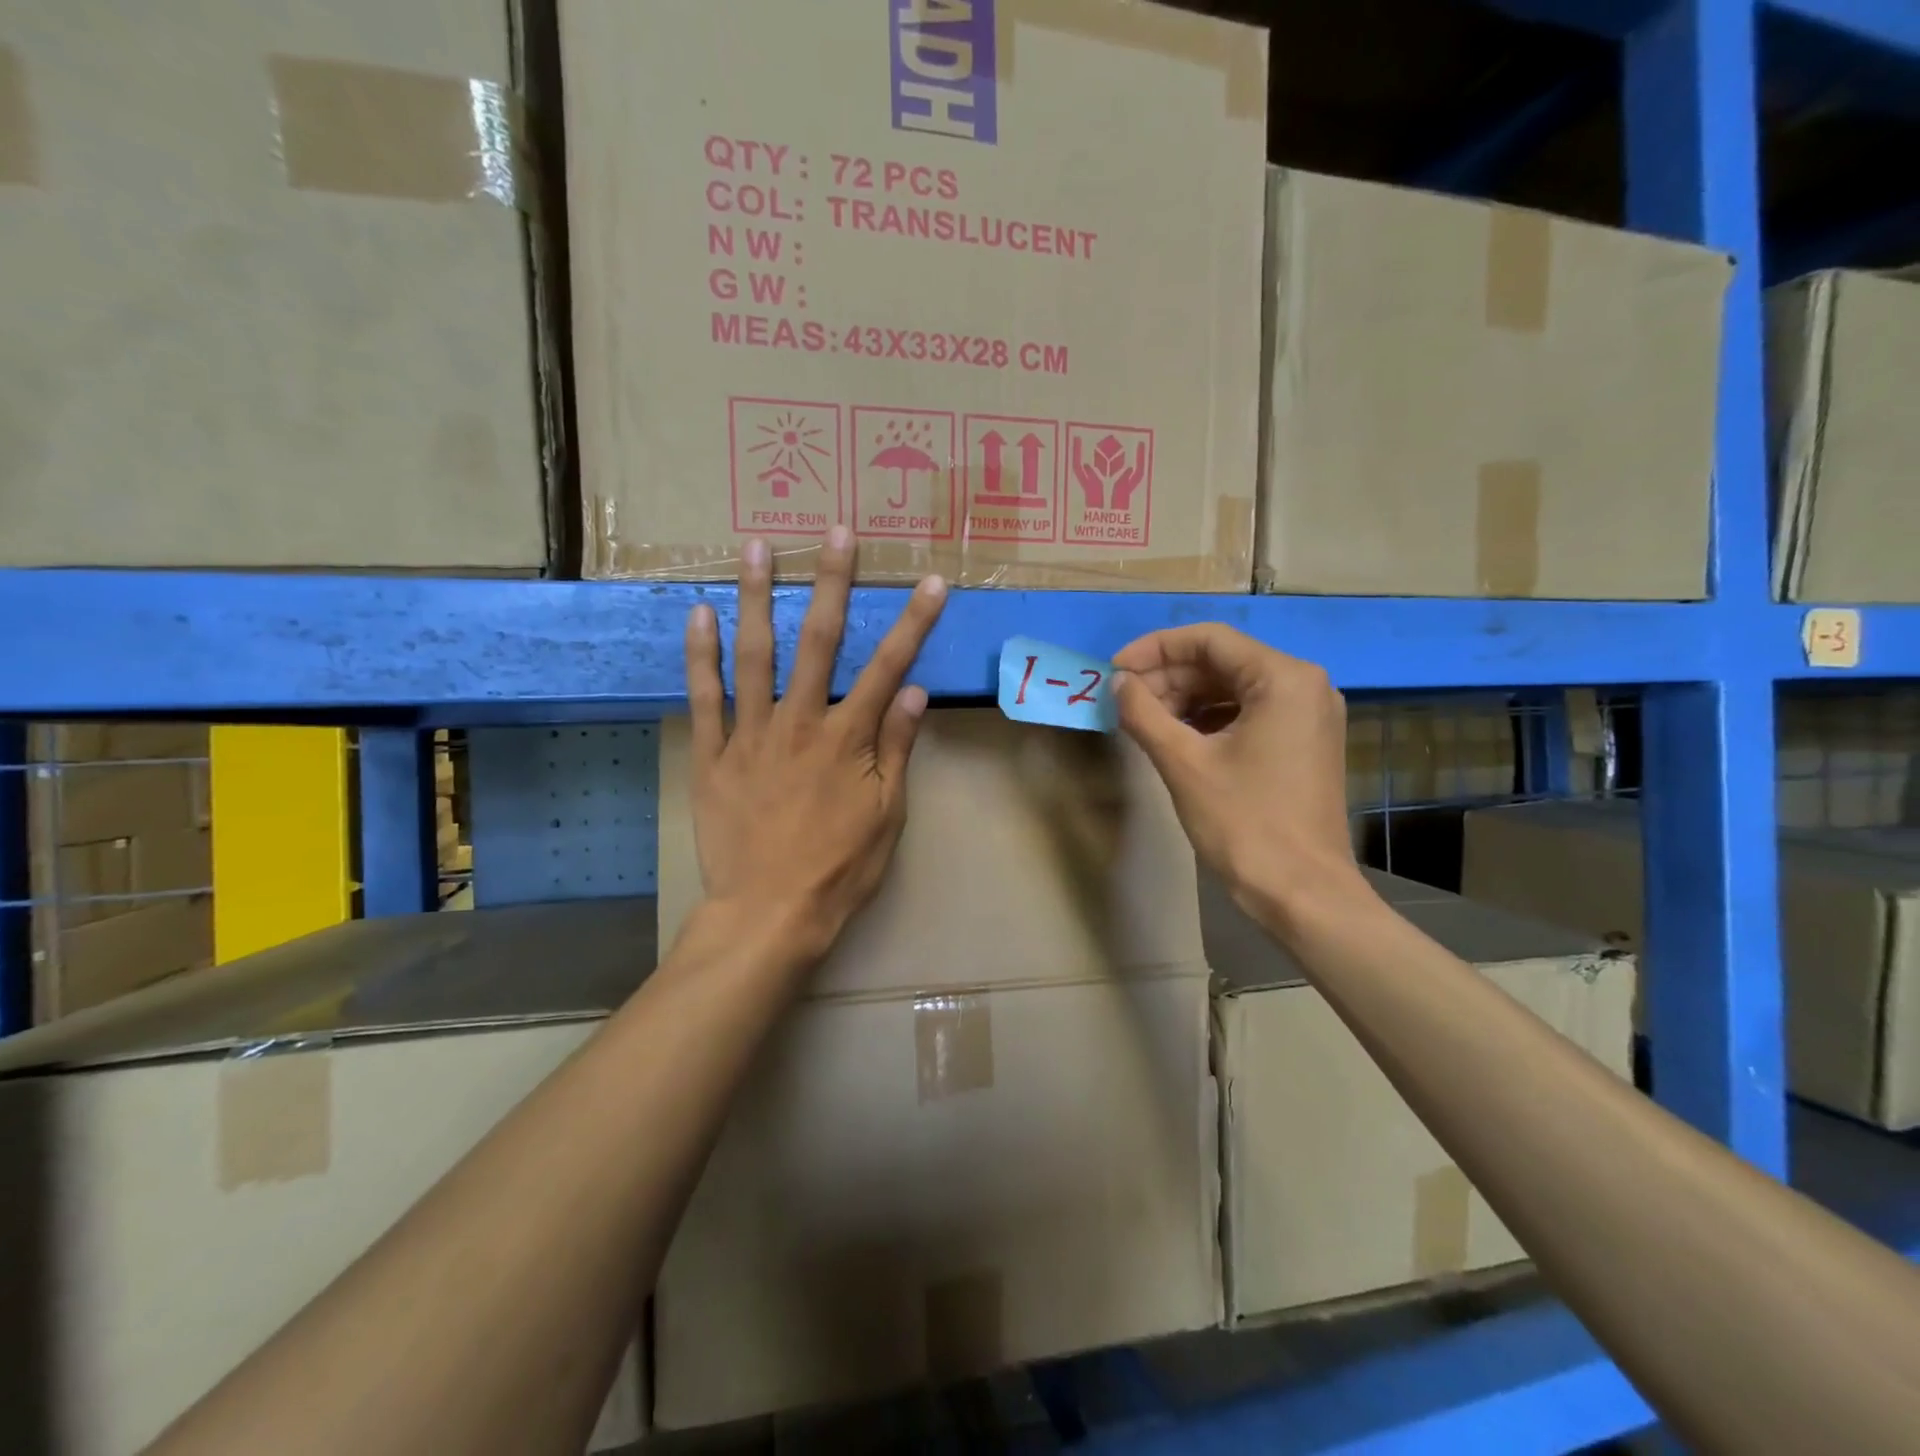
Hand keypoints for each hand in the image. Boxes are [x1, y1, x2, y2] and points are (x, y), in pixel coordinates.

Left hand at [684, 528, 946, 961]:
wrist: (770, 913)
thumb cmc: (839, 869)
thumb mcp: (886, 816)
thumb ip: (896, 751)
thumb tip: (914, 694)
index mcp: (848, 740)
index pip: (889, 668)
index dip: (913, 623)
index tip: (931, 581)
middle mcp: (800, 723)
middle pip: (820, 642)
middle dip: (833, 583)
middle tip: (836, 532)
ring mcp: (752, 736)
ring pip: (755, 655)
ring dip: (759, 598)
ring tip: (758, 547)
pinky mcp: (714, 755)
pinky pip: (705, 698)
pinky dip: (701, 655)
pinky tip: (700, 613)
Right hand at [1111, 625, 1364, 931]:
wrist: (1302, 893)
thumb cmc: (1244, 823)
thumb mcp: (1183, 763)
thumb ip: (1144, 713)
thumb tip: (1119, 683)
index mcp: (1284, 678)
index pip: (1209, 640)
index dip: (1154, 649)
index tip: (1115, 670)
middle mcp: (1305, 685)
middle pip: (1223, 662)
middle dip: (1168, 677)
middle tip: (1123, 700)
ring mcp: (1309, 715)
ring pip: (1233, 688)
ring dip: (1185, 698)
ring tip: (1143, 720)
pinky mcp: (1304, 743)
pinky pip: (1249, 713)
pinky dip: (1209, 719)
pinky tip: (1175, 737)